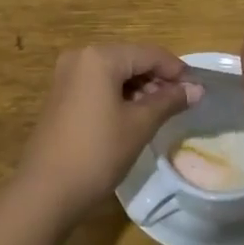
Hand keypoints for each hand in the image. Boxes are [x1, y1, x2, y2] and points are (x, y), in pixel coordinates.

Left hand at [16, 44, 202, 224]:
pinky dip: (119, 94)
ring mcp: (67, 75)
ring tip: (161, 112)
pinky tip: (134, 115)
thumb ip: (169, 101)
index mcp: (100, 57)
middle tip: (181, 103)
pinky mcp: (61, 94)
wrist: (46, 190)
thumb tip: (197, 89)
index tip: (197, 89)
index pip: (148, 54)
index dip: (176, 69)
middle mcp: (81, 57)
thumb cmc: (97, 153)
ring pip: (114, 72)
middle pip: (130, 59)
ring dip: (139, 87)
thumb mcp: (139, 125)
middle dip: (157, 78)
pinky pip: (98, 84)